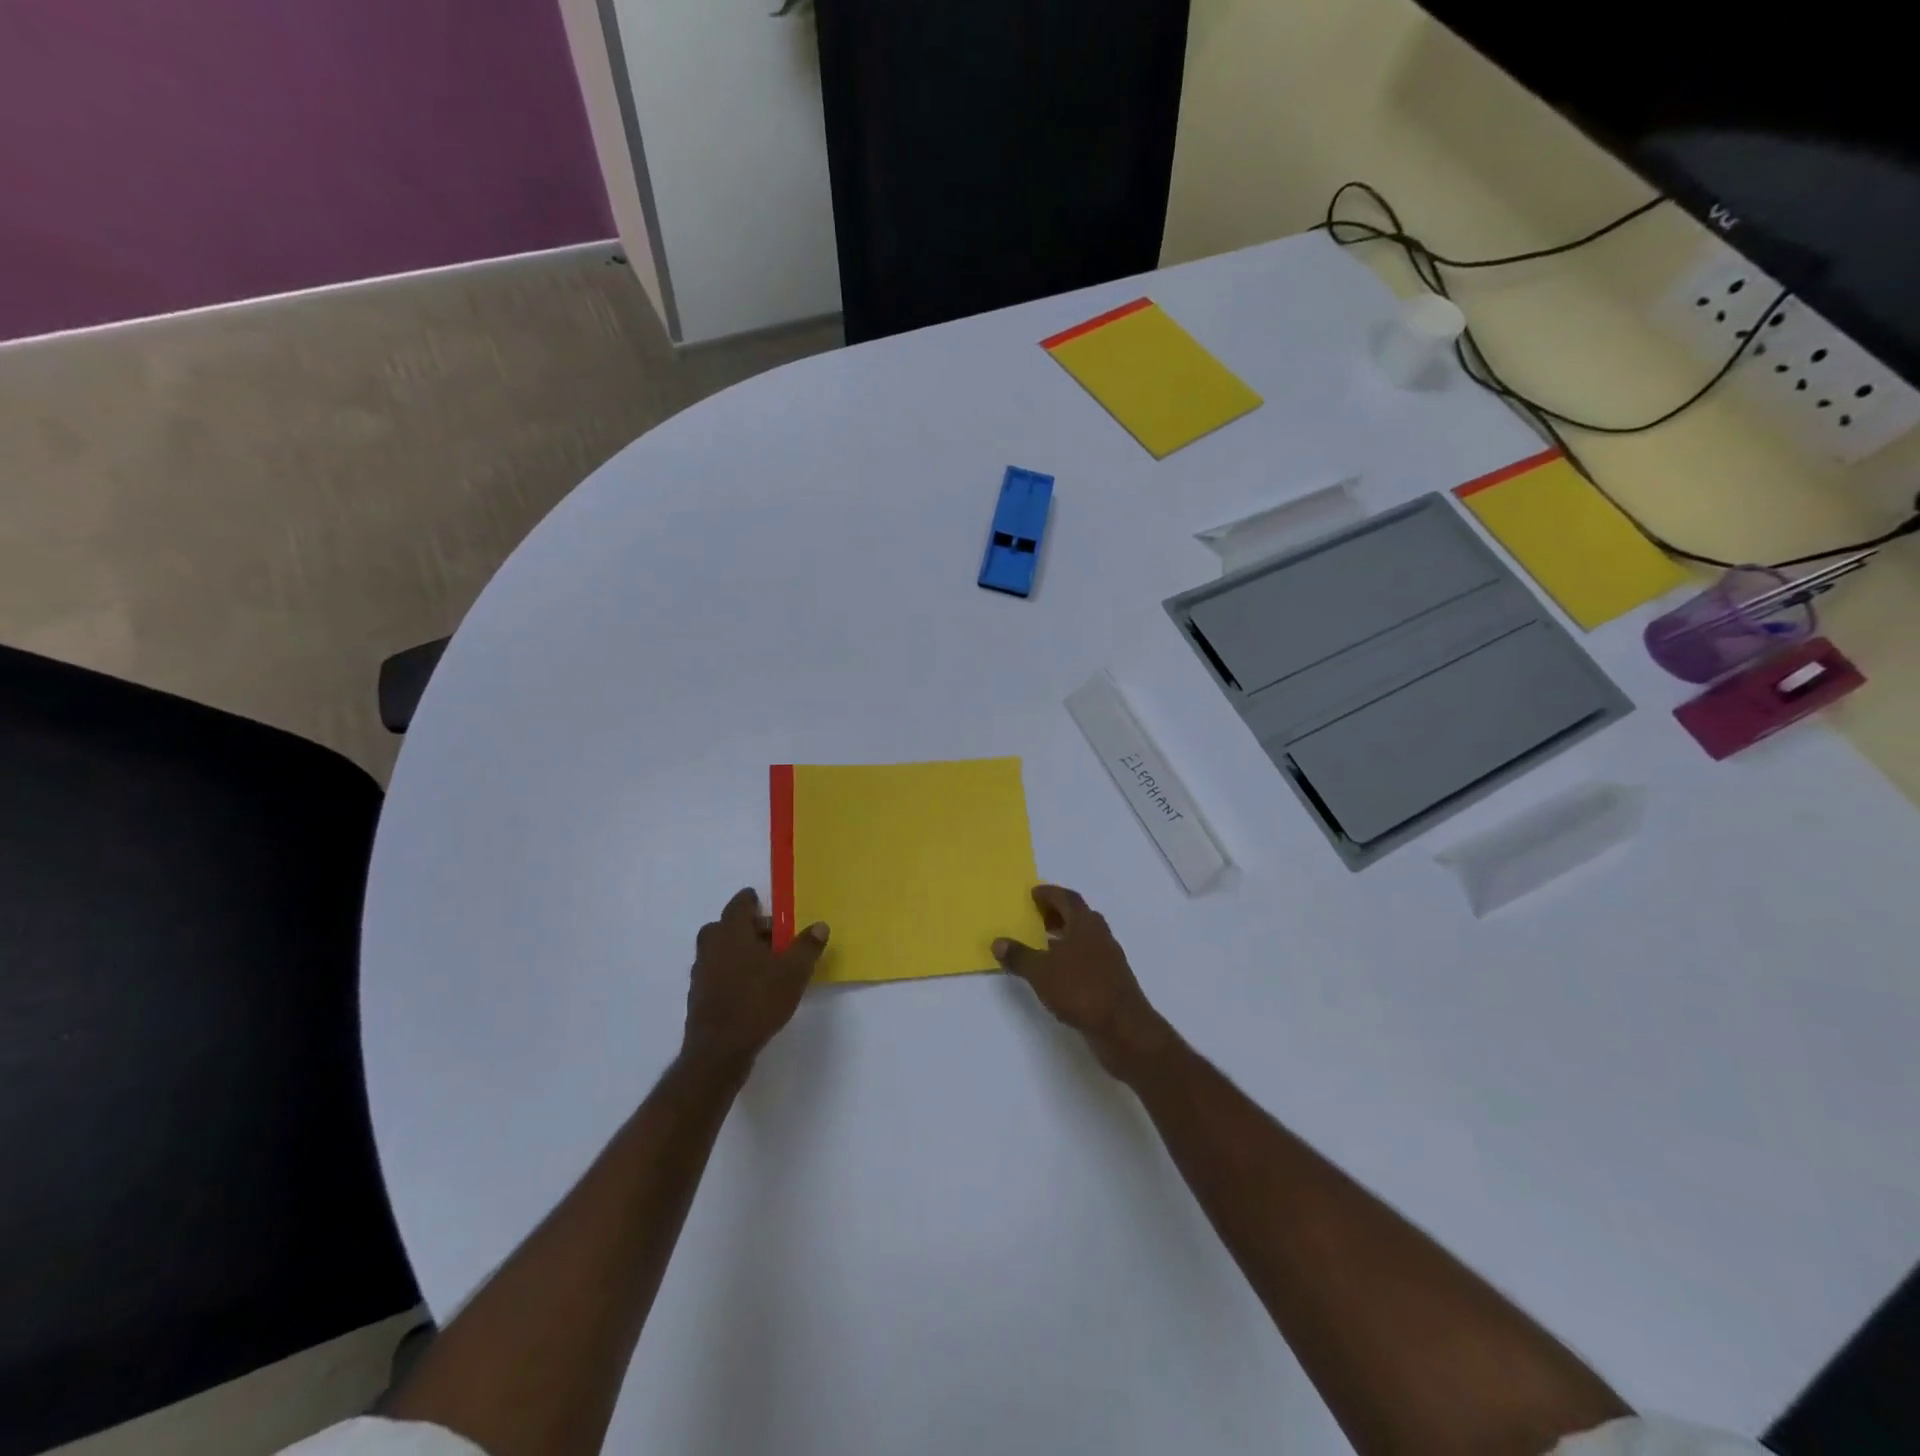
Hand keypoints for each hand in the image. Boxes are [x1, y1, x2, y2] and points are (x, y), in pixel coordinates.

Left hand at [681, 888, 828, 1072]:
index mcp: (732, 932)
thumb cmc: (758, 1001)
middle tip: (770, 937)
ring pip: (718, 951)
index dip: (751, 901)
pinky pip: (715, 974)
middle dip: (746, 928)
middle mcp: (711, 947)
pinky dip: (729, 974)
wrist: (719, 1051)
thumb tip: (819, 925)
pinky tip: (749, 990)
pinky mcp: (698, 998)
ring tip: (763, 965)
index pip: (739, 905)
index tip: (761, 902)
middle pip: (724, 926)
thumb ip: (807, 947)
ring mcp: (701, 973)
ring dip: (737, 952)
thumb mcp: (794, 972)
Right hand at [994, 885, 1169, 1079]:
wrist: (1123, 1028)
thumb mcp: (1041, 972)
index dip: (1049, 894)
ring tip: (1042, 944)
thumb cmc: (1081, 989)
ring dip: (1065, 936)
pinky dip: (1072, 956)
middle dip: (1057, 913)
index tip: (1033, 894)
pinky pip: (1088, 958)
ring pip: (1085, 937)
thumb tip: (998, 942)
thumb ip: (1019, 956)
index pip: (1067, 899)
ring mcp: (1109, 958)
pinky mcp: (1112, 980)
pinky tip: (1058, 972)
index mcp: (1085, 924)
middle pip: (1078, 915)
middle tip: (1036, 916)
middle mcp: (1100, 935)